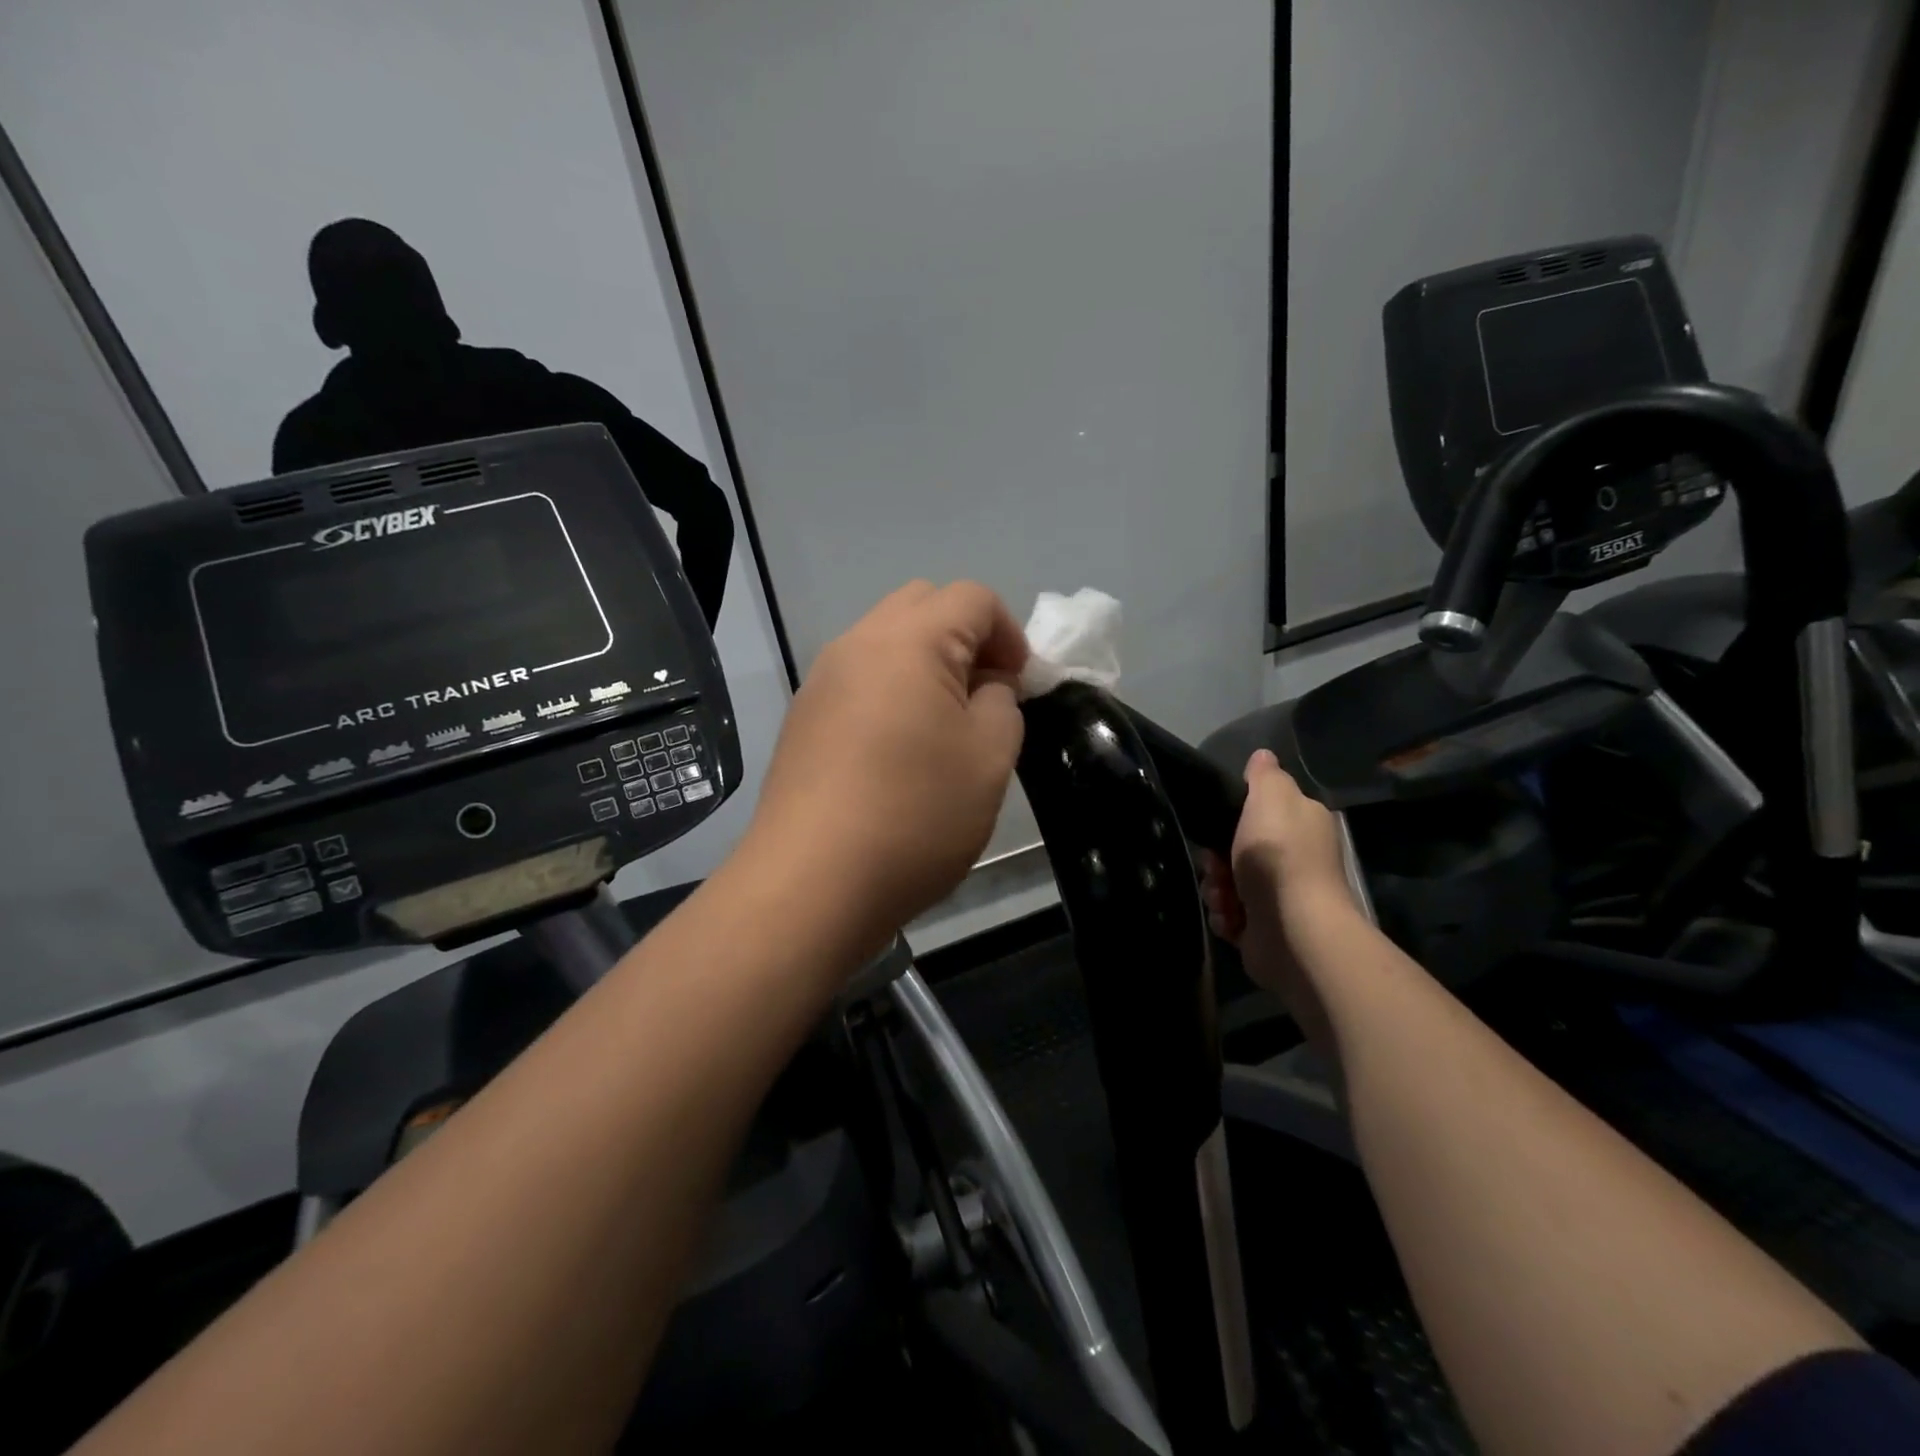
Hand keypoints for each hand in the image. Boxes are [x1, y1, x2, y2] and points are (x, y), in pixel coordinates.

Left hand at [746, 581, 1028, 935]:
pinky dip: (890, 692)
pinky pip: (858, 680)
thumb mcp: (989, 758)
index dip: (1010, 633)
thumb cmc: (914, 815)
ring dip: (925, 665)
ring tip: (942, 728)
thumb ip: (1002, 703)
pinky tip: (897, 753)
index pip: (972, 598)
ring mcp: (821, 681)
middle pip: (922, 605)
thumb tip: (986, 686)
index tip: (1020, 687)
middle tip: (984, 697)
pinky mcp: (802, 719)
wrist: (810, 884)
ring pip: (885, 642)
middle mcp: (857, 644)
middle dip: (966, 638)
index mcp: (909, 641)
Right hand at [1201, 750, 1357, 1042]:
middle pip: (1237, 850)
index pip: (1261, 812)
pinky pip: (1230, 916)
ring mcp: (1280, 898)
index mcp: (1302, 825)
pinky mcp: (1265, 930)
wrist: (1293, 929)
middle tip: (1215, 866)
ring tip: (1223, 898)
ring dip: (1216, 889)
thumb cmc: (1279, 856)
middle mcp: (1295, 860)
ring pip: (1228, 884)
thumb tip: (1262, 756)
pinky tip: (1230, 919)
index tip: (1216, 826)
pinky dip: (1224, 917)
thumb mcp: (1270, 798)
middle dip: (1216, 860)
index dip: (1232, 818)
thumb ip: (1264, 776)